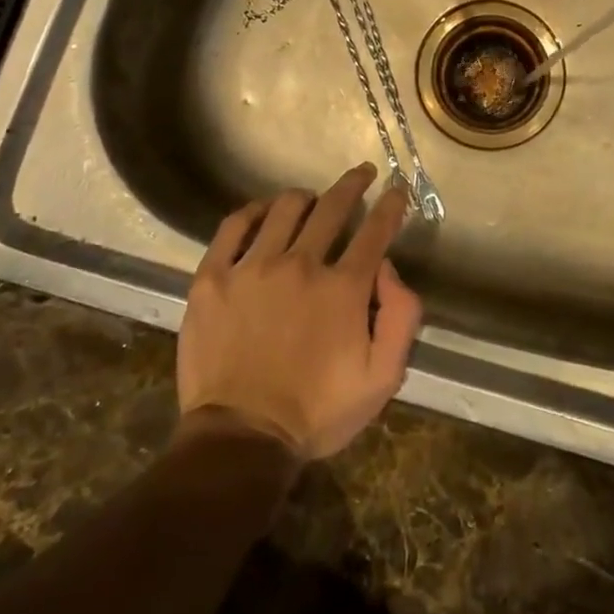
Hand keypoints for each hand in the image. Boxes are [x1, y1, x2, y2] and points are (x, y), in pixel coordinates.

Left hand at [176, 163, 422, 460]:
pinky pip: (234, 226)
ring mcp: (252, 267)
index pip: (375, 231)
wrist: (240, 440)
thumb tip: (388, 268)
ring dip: (305, 197)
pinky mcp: (213, 278)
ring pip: (284, 208)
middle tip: (360, 173)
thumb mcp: (381, 379)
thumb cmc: (315, 412)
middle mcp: (301, 264)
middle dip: (352, 184)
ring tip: (310, 199)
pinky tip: (262, 212)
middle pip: (332, 207)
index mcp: (342, 288)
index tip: (396, 188)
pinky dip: (252, 211)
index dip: (390, 205)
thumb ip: (400, 318)